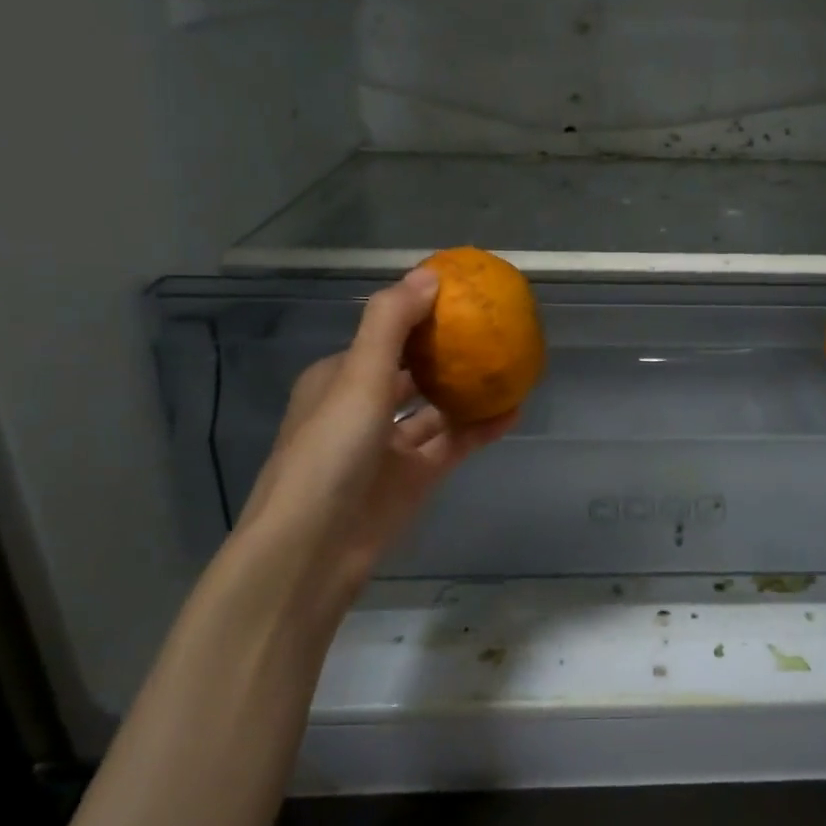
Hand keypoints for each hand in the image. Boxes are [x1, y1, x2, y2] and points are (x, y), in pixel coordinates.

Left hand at [235, 267, 515, 598]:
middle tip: (493, 329)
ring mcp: (389, 447)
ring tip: (510, 365)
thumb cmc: (328, 453)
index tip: (460, 298)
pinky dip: (480, 428)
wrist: (312, 551)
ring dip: (468, 390)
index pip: (383, 335)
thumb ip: (391, 323)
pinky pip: (453, 444)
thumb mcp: (357, 377)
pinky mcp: (413, 479)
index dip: (419, 315)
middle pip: (412, 371)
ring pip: (436, 409)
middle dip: (447, 352)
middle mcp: (362, 408)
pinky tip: (514, 409)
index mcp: (339, 378)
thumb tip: (430, 274)